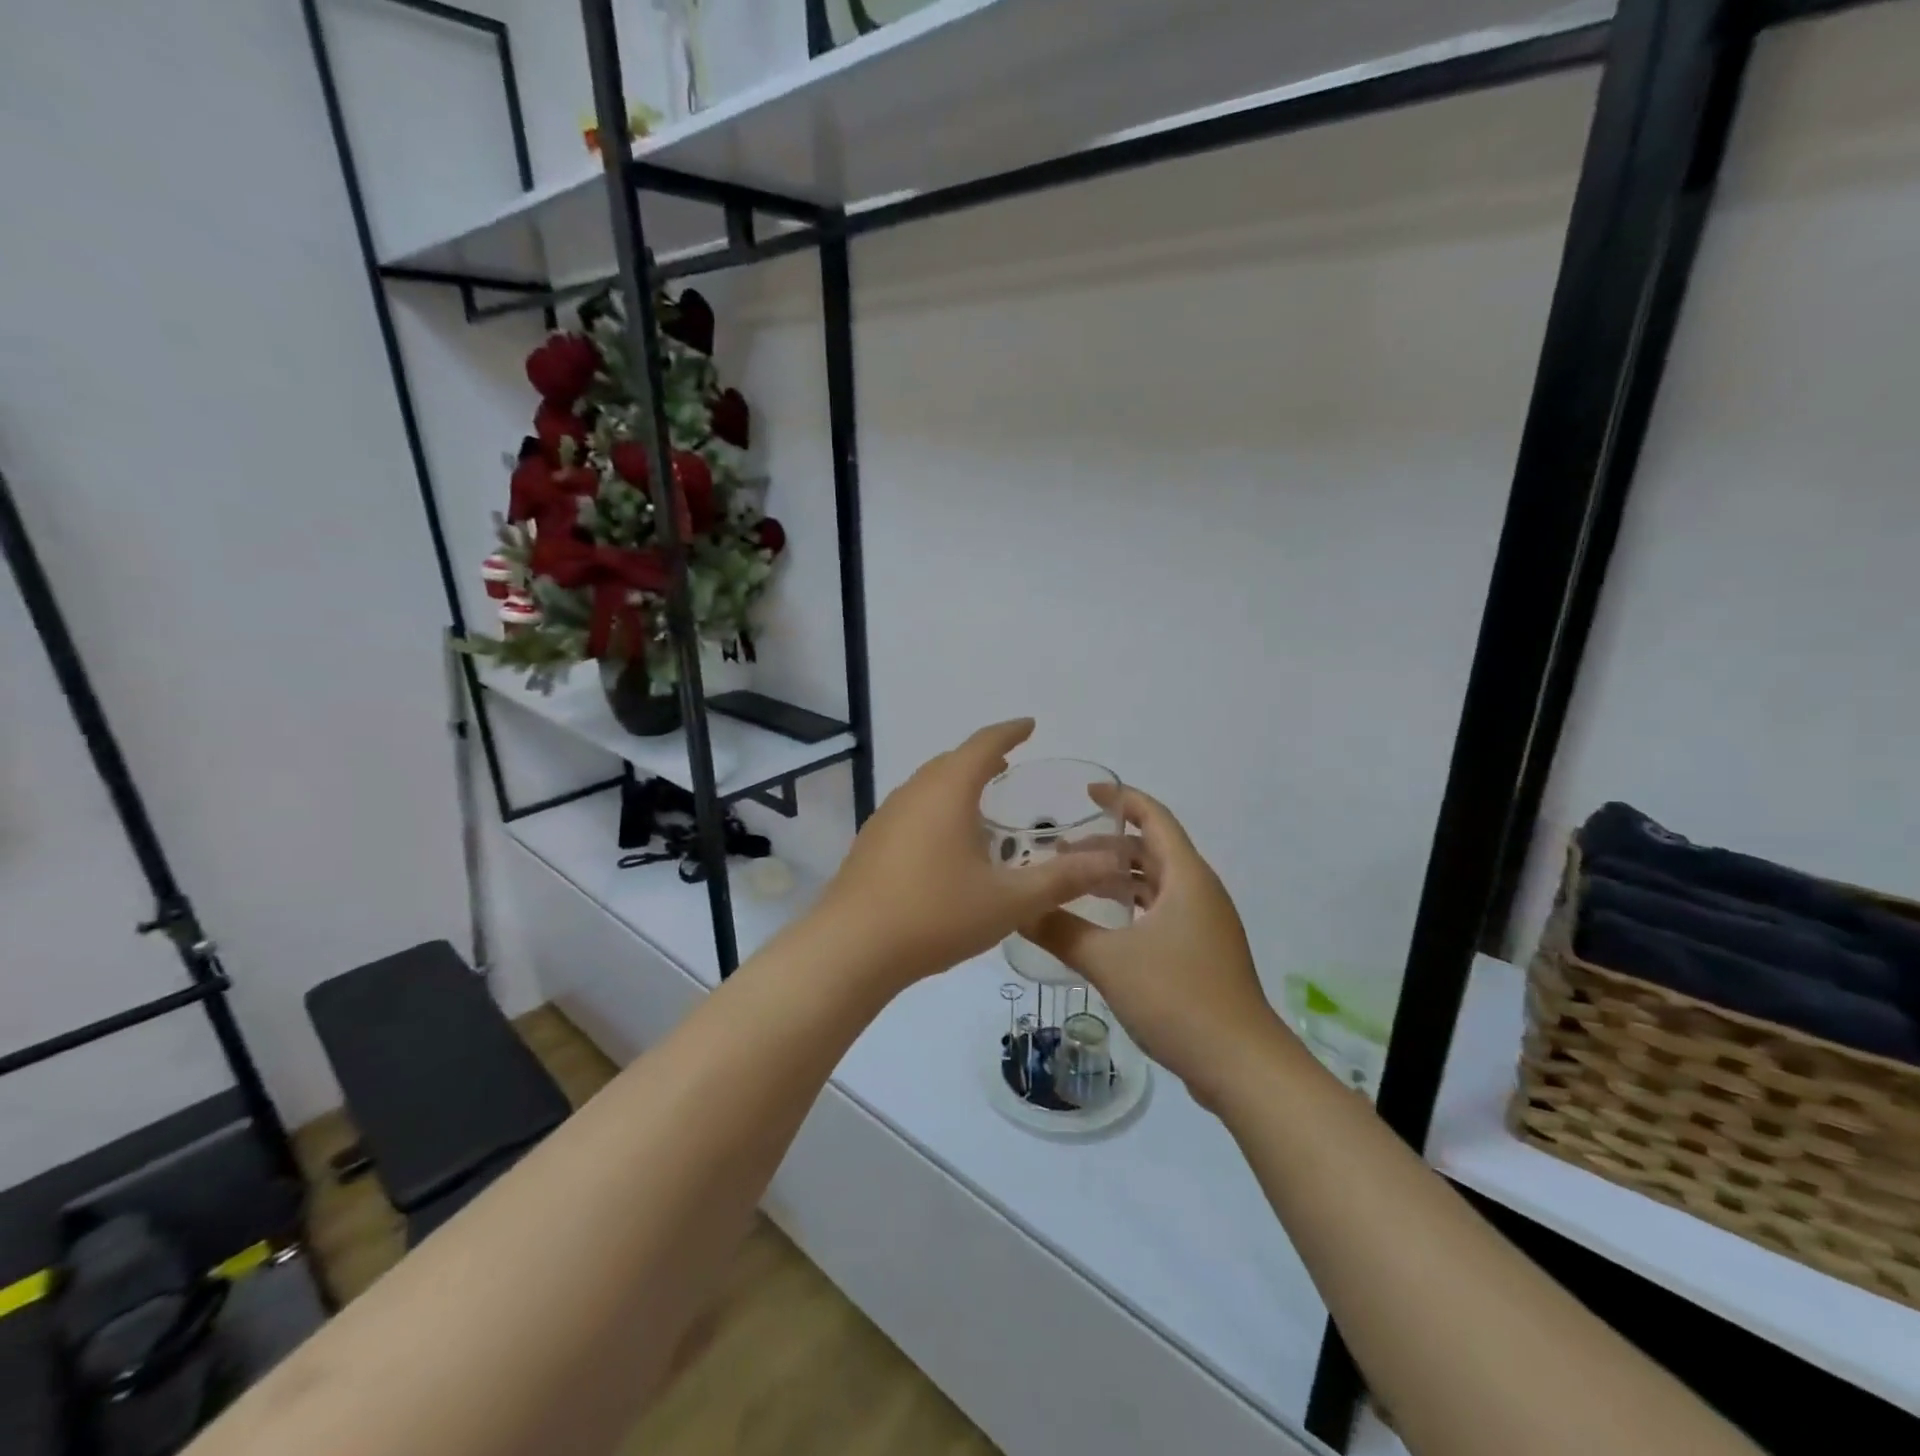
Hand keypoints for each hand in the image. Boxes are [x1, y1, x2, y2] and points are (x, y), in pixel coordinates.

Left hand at [818, 720, 1125, 989]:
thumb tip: (1110, 861)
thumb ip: (1062, 879)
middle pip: (951, 761)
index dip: (1009, 732)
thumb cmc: (935, 915)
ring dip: (956, 782)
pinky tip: (944, 841)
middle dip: (982, 757)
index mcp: (948, 791)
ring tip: (980, 799)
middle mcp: (914, 793)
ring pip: (927, 785)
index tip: (1029, 725)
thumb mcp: (1009, 901)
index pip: (983, 745)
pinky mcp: (871, 842)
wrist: (851, 949)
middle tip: (1009, 763)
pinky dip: (936, 807)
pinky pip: (912, 808)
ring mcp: (886, 816)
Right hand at [1025, 786, 1287, 1108]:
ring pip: (1156, 885)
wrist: (1242, 1066)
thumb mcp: (1109, 961)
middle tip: (1060, 851)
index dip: (1122, 800)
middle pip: (1152, 851)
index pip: (1154, 818)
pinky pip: (1161, 913)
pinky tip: (1102, 928)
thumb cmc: (1178, 997)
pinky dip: (1131, 909)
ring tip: (1073, 884)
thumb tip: (1017, 908)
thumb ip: (1061, 931)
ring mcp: (1204, 926)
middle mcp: (1199, 892)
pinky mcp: (1202, 955)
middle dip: (1107, 846)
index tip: (1085, 794)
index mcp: (1187, 877)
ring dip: (1118, 879)